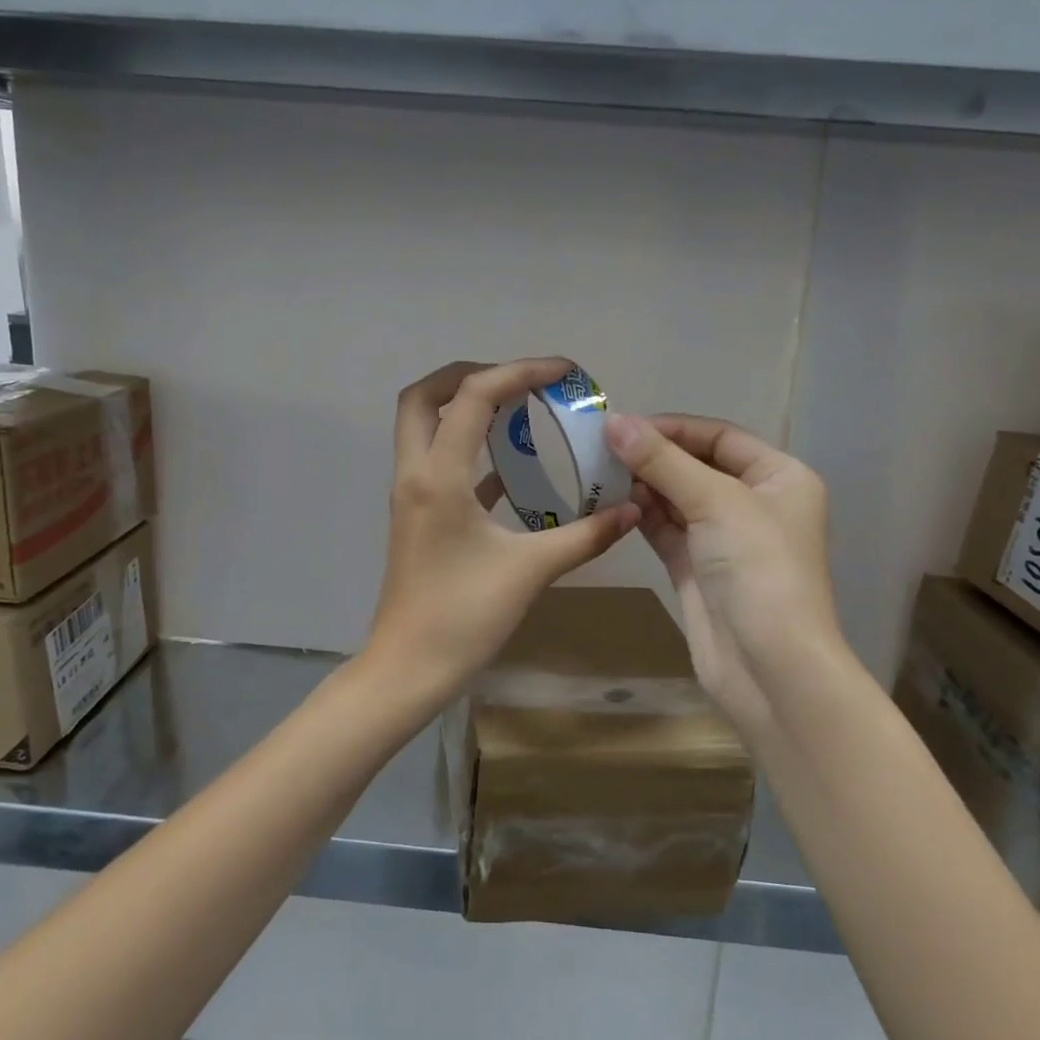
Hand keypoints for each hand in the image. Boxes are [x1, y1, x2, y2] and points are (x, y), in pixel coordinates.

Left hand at [366, 359, 640, 702]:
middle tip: (519, 383)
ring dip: (464, 408)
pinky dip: (468, 450)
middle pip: (423, 396)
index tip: (563, 372)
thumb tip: (631, 510)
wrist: (409, 668)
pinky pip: (437, 463)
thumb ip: (584, 536)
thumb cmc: (463, 617)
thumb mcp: (530, 572)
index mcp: (438, 476)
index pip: (473, 396)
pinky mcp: (417, 518)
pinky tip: (509, 468)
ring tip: (518, 413)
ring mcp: (410, 496)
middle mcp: (415, 474)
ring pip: (423, 427)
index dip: (519, 371)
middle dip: (470, 375)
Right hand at [604, 413, 846, 740]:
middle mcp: (755, 503)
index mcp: (780, 477)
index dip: (673, 428)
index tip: (622, 426)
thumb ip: (663, 461)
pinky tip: (610, 503)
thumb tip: (614, 422)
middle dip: (653, 457)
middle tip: (600, 449)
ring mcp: (725, 539)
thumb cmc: (758, 569)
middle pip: (697, 466)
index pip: (720, 437)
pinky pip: (666, 530)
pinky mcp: (698, 569)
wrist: (768, 666)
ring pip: (677, 499)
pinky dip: (641, 516)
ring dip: (642, 486)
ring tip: (598, 472)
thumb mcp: (715, 502)